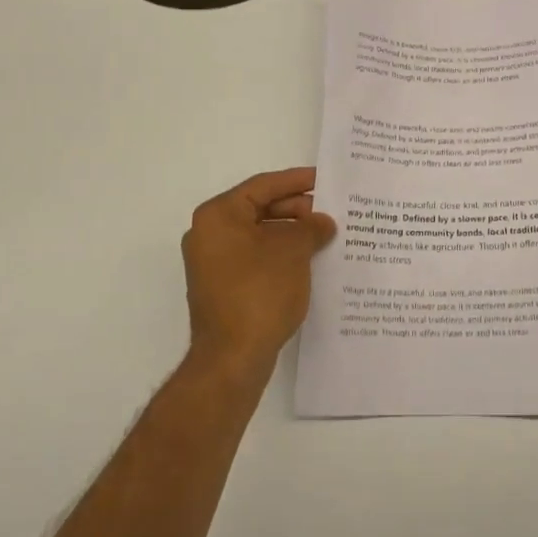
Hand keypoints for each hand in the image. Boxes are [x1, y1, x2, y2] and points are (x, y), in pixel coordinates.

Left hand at [182, 167, 336, 377]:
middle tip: (329, 210)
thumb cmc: (260, 292)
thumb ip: (310, 227)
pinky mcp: (222, 287)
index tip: (324, 178)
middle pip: (258, 209)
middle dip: (296, 209)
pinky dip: (280, 254)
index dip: (296, 180)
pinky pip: (255, 258)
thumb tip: (322, 223)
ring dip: (290, 233)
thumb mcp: (293, 251)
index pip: (262, 186)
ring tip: (325, 235)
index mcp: (218, 216)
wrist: (232, 358)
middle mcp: (209, 234)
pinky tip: (308, 260)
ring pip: (258, 235)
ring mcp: (213, 263)